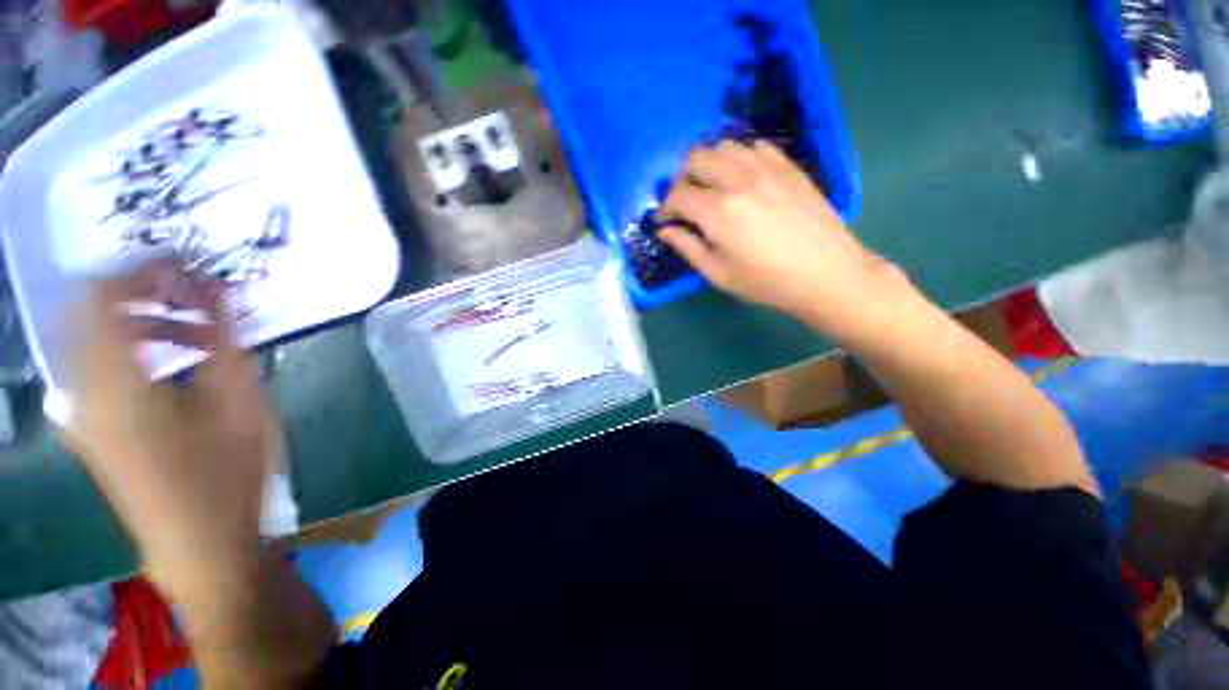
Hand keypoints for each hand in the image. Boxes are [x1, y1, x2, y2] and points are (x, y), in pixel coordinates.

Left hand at [64, 260, 269, 610]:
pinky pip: (96, 363)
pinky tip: (172, 362)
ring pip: (91, 336)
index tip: (189, 265)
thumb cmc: (226, 474)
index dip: (144, 269)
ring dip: (138, 319)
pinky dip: (131, 346)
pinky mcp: (89, 425)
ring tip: (192, 331)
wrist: (199, 545)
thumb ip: (224, 337)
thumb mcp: (240, 401)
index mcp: (113, 383)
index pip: (104, 294)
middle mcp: (81, 389)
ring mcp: (80, 410)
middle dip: (140, 291)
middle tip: (192, 294)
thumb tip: (218, 287)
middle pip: (89, 310)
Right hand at [658, 140, 908, 333]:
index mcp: (718, 211)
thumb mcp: (718, 273)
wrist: (825, 273)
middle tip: (686, 204)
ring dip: (709, 165)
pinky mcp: (787, 166)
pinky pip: (754, 146)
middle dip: (682, 181)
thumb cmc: (766, 281)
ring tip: (712, 189)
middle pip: (695, 159)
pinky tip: (743, 180)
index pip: (677, 195)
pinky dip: (739, 158)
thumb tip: (664, 230)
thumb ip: (687, 247)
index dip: (665, 208)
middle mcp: (738, 180)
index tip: (666, 221)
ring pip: (723, 147)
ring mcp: (766, 168)